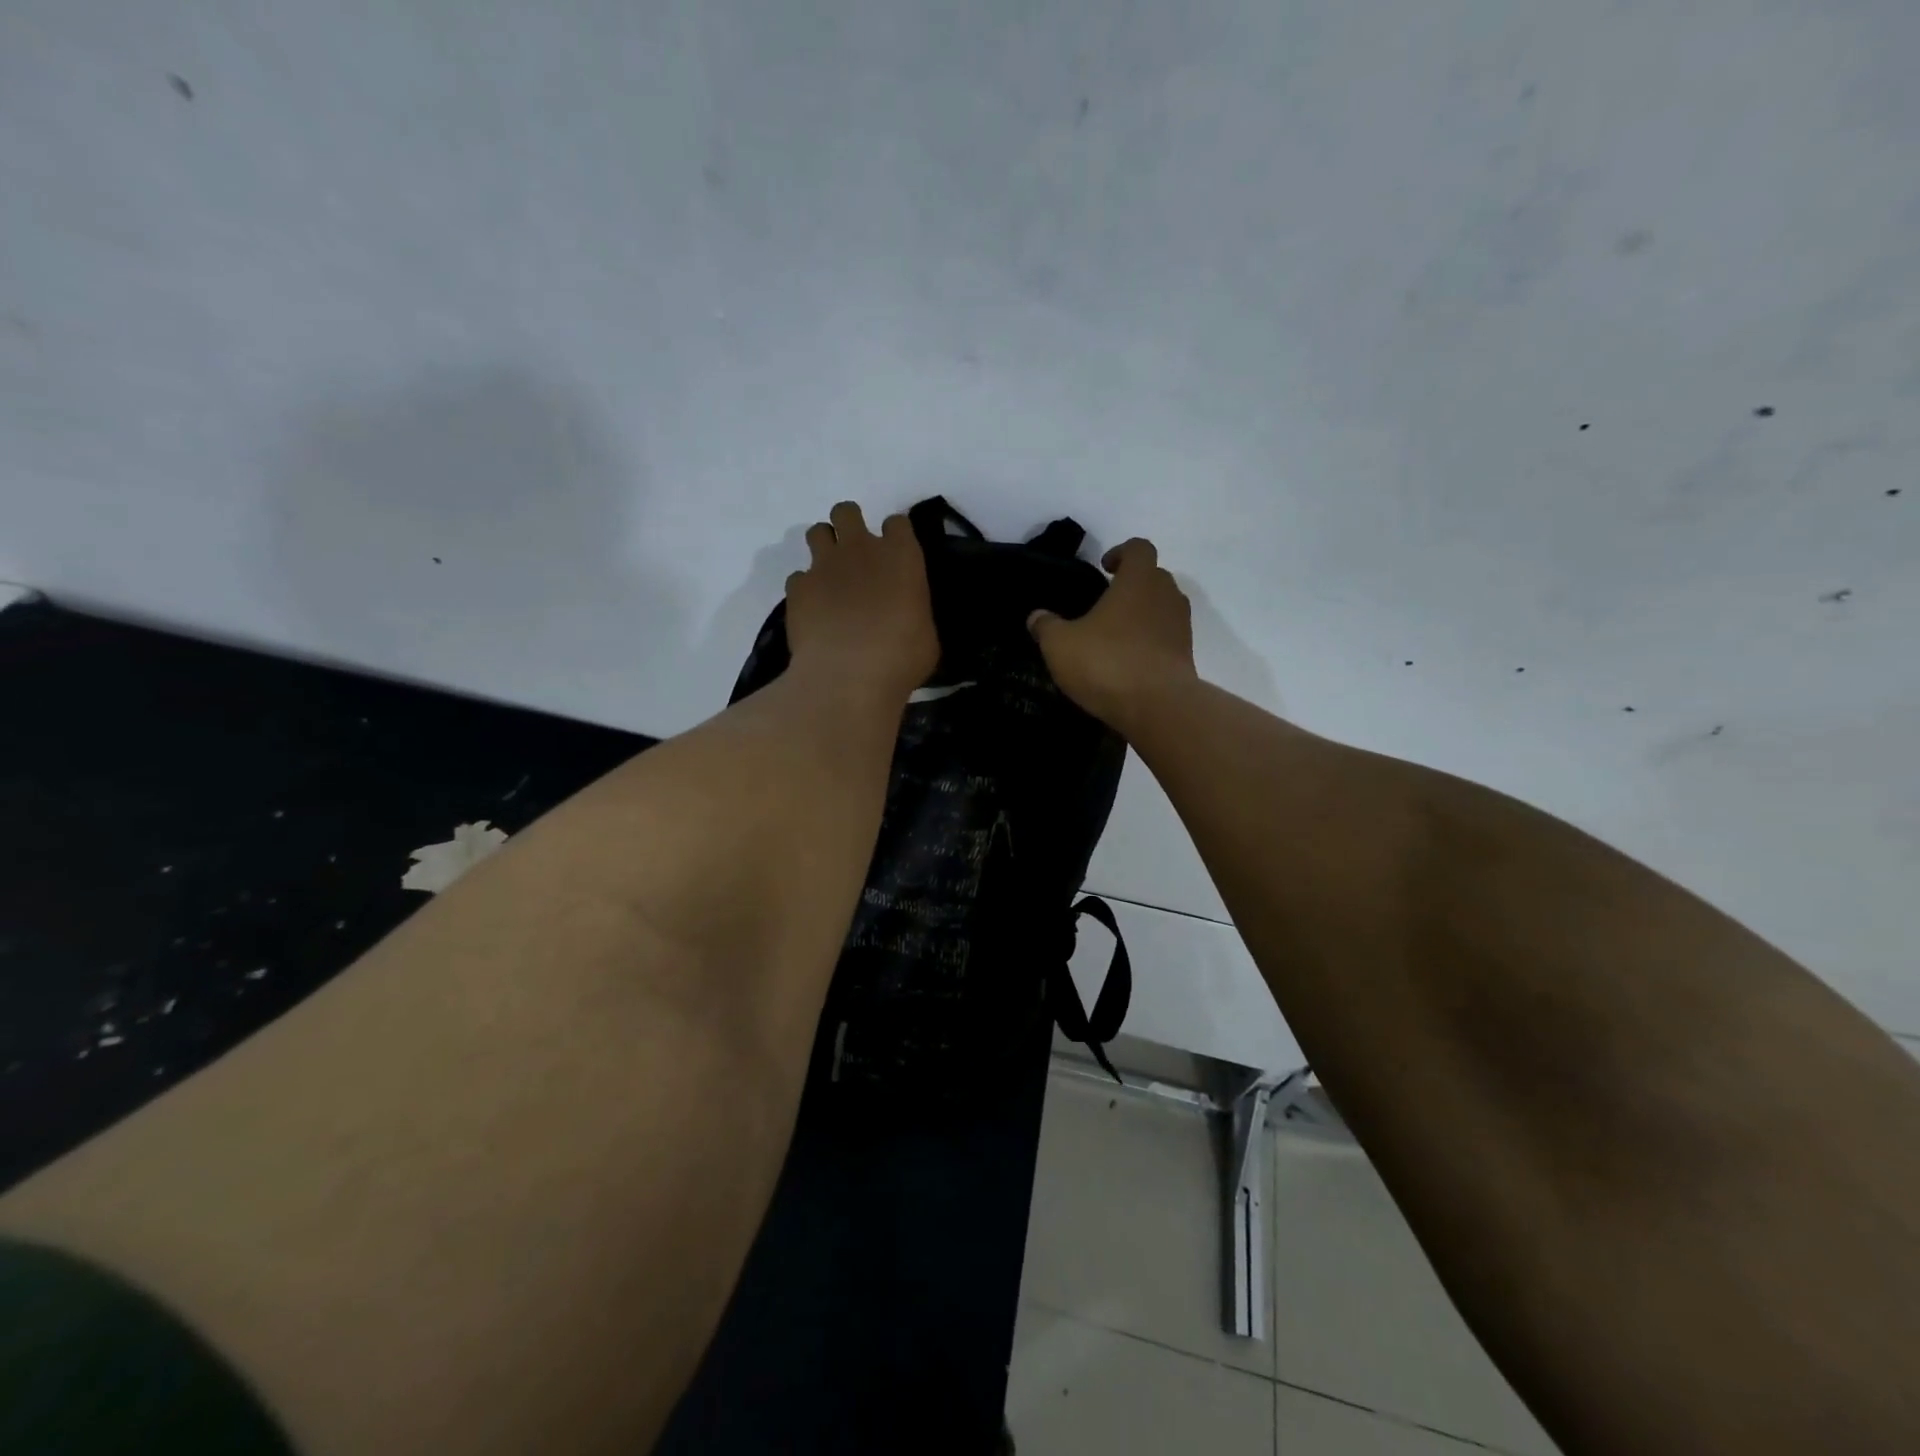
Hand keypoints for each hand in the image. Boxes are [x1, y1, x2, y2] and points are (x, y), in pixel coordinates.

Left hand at [785, 501, 938, 701]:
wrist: (849, 676)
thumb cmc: (902, 657)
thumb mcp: (926, 634)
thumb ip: (914, 611)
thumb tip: (907, 615)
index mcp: (901, 556)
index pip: (897, 523)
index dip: (894, 537)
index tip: (894, 557)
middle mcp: (861, 549)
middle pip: (847, 512)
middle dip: (849, 527)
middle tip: (855, 557)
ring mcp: (824, 565)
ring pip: (816, 532)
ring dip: (823, 547)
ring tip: (830, 577)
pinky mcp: (797, 588)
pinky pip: (798, 576)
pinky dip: (805, 588)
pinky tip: (813, 610)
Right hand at [1028, 538, 1198, 730]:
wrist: (1158, 707)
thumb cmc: (1107, 663)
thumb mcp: (1060, 645)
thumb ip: (1047, 626)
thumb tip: (1036, 617)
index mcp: (1139, 580)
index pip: (1139, 548)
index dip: (1121, 552)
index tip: (1104, 568)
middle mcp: (1166, 596)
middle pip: (1154, 577)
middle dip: (1132, 584)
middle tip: (1106, 602)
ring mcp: (1181, 627)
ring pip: (1163, 608)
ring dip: (1143, 614)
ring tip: (1115, 634)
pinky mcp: (1186, 656)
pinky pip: (1167, 638)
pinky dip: (1151, 642)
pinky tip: (1128, 661)